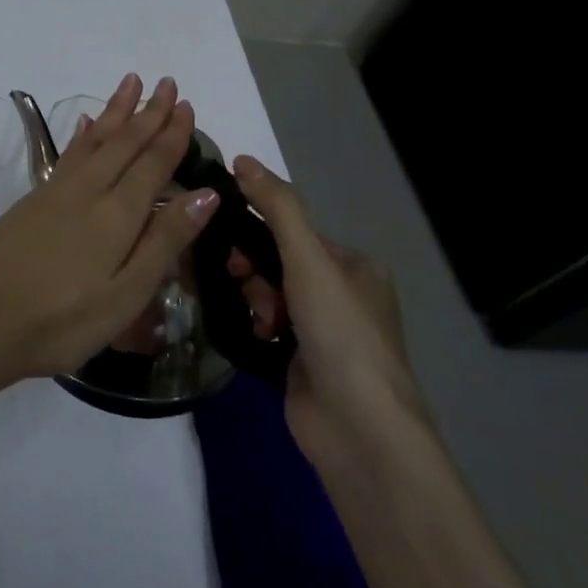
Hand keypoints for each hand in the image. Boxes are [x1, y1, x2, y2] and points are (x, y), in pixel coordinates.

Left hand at [0, 74, 221, 387]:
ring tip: (130, 83)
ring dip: (115, 111)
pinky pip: (68, 153)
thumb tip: (205, 193)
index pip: (152, 162)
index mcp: (117, 214)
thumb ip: (164, 241)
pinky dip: (82, 134)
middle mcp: (87, 190)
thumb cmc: (63, 321)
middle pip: (123, 142)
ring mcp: (55, 191)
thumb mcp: (125, 295)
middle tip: (165, 82)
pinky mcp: (33, 199)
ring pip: (93, 139)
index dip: (172, 134)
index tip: (186, 104)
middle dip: (148, 112)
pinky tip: (85, 124)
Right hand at [226, 156, 426, 467]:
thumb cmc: (340, 333)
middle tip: (240, 282)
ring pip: (266, 293)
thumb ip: (277, 207)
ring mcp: (322, 331)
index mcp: (355, 266)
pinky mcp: (301, 361)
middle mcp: (342, 295)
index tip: (229, 242)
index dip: (257, 231)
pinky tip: (252, 334)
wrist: (358, 429)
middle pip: (276, 261)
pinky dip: (253, 324)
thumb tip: (241, 158)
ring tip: (258, 320)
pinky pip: (264, 325)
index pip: (293, 231)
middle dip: (253, 270)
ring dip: (253, 299)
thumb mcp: (309, 259)